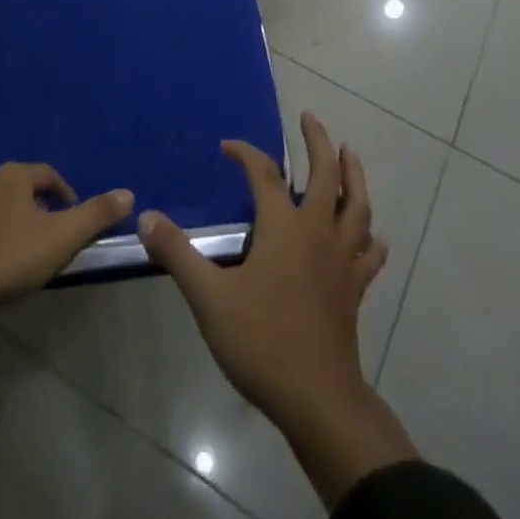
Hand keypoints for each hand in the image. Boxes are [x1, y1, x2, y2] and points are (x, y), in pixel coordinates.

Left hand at [0, 163, 133, 320]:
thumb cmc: (6, 259)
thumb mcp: (60, 239)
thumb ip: (95, 215)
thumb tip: (128, 193)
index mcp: (14, 176)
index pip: (47, 174)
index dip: (64, 194)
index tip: (73, 218)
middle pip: (18, 188)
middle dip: (35, 208)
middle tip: (47, 238)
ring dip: (7, 222)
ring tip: (17, 253)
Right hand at [138, 112, 416, 507]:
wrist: (317, 400)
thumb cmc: (261, 341)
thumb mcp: (209, 297)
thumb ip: (178, 254)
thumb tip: (147, 217)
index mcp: (283, 226)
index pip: (265, 174)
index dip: (246, 154)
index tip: (228, 146)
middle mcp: (317, 232)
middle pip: (325, 175)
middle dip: (318, 142)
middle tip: (309, 118)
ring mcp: (341, 259)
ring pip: (357, 205)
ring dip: (353, 174)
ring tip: (348, 153)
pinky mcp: (354, 289)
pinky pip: (369, 253)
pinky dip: (370, 237)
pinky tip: (372, 234)